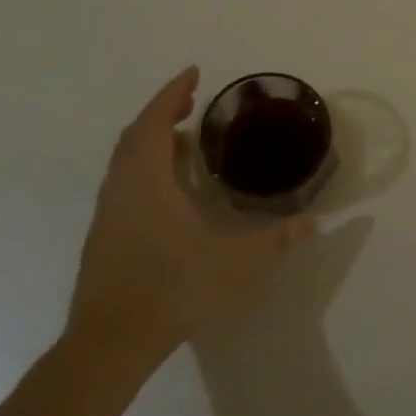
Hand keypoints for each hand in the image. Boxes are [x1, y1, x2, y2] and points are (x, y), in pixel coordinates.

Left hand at [68, 67, 313, 370]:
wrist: (111, 343)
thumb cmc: (174, 289)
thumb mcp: (237, 263)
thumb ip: (277, 240)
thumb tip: (312, 222)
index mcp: (147, 181)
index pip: (154, 121)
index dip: (172, 93)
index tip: (193, 72)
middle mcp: (122, 189)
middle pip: (136, 136)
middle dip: (163, 112)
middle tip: (192, 102)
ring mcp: (108, 214)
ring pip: (125, 162)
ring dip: (152, 141)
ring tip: (185, 141)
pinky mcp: (103, 238)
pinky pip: (123, 184)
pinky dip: (145, 168)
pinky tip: (169, 192)